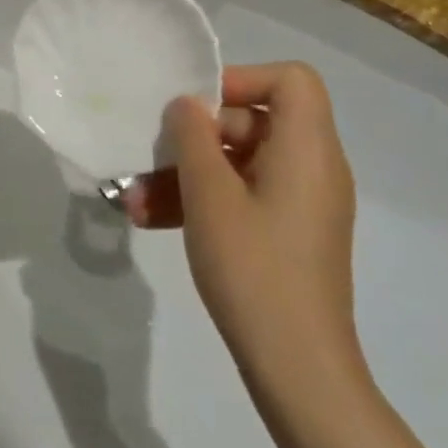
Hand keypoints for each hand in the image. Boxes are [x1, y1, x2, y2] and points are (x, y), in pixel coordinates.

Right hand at [123, 63, 361, 387]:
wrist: (297, 368)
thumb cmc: (253, 269)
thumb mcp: (209, 195)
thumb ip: (192, 137)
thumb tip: (187, 104)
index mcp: (307, 149)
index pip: (290, 80)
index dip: (241, 80)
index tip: (195, 106)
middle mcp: (312, 168)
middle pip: (254, 121)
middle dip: (194, 137)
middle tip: (149, 155)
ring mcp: (300, 202)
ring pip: (238, 163)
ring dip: (186, 174)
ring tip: (135, 200)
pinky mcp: (287, 232)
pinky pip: (242, 195)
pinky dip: (202, 201)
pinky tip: (152, 220)